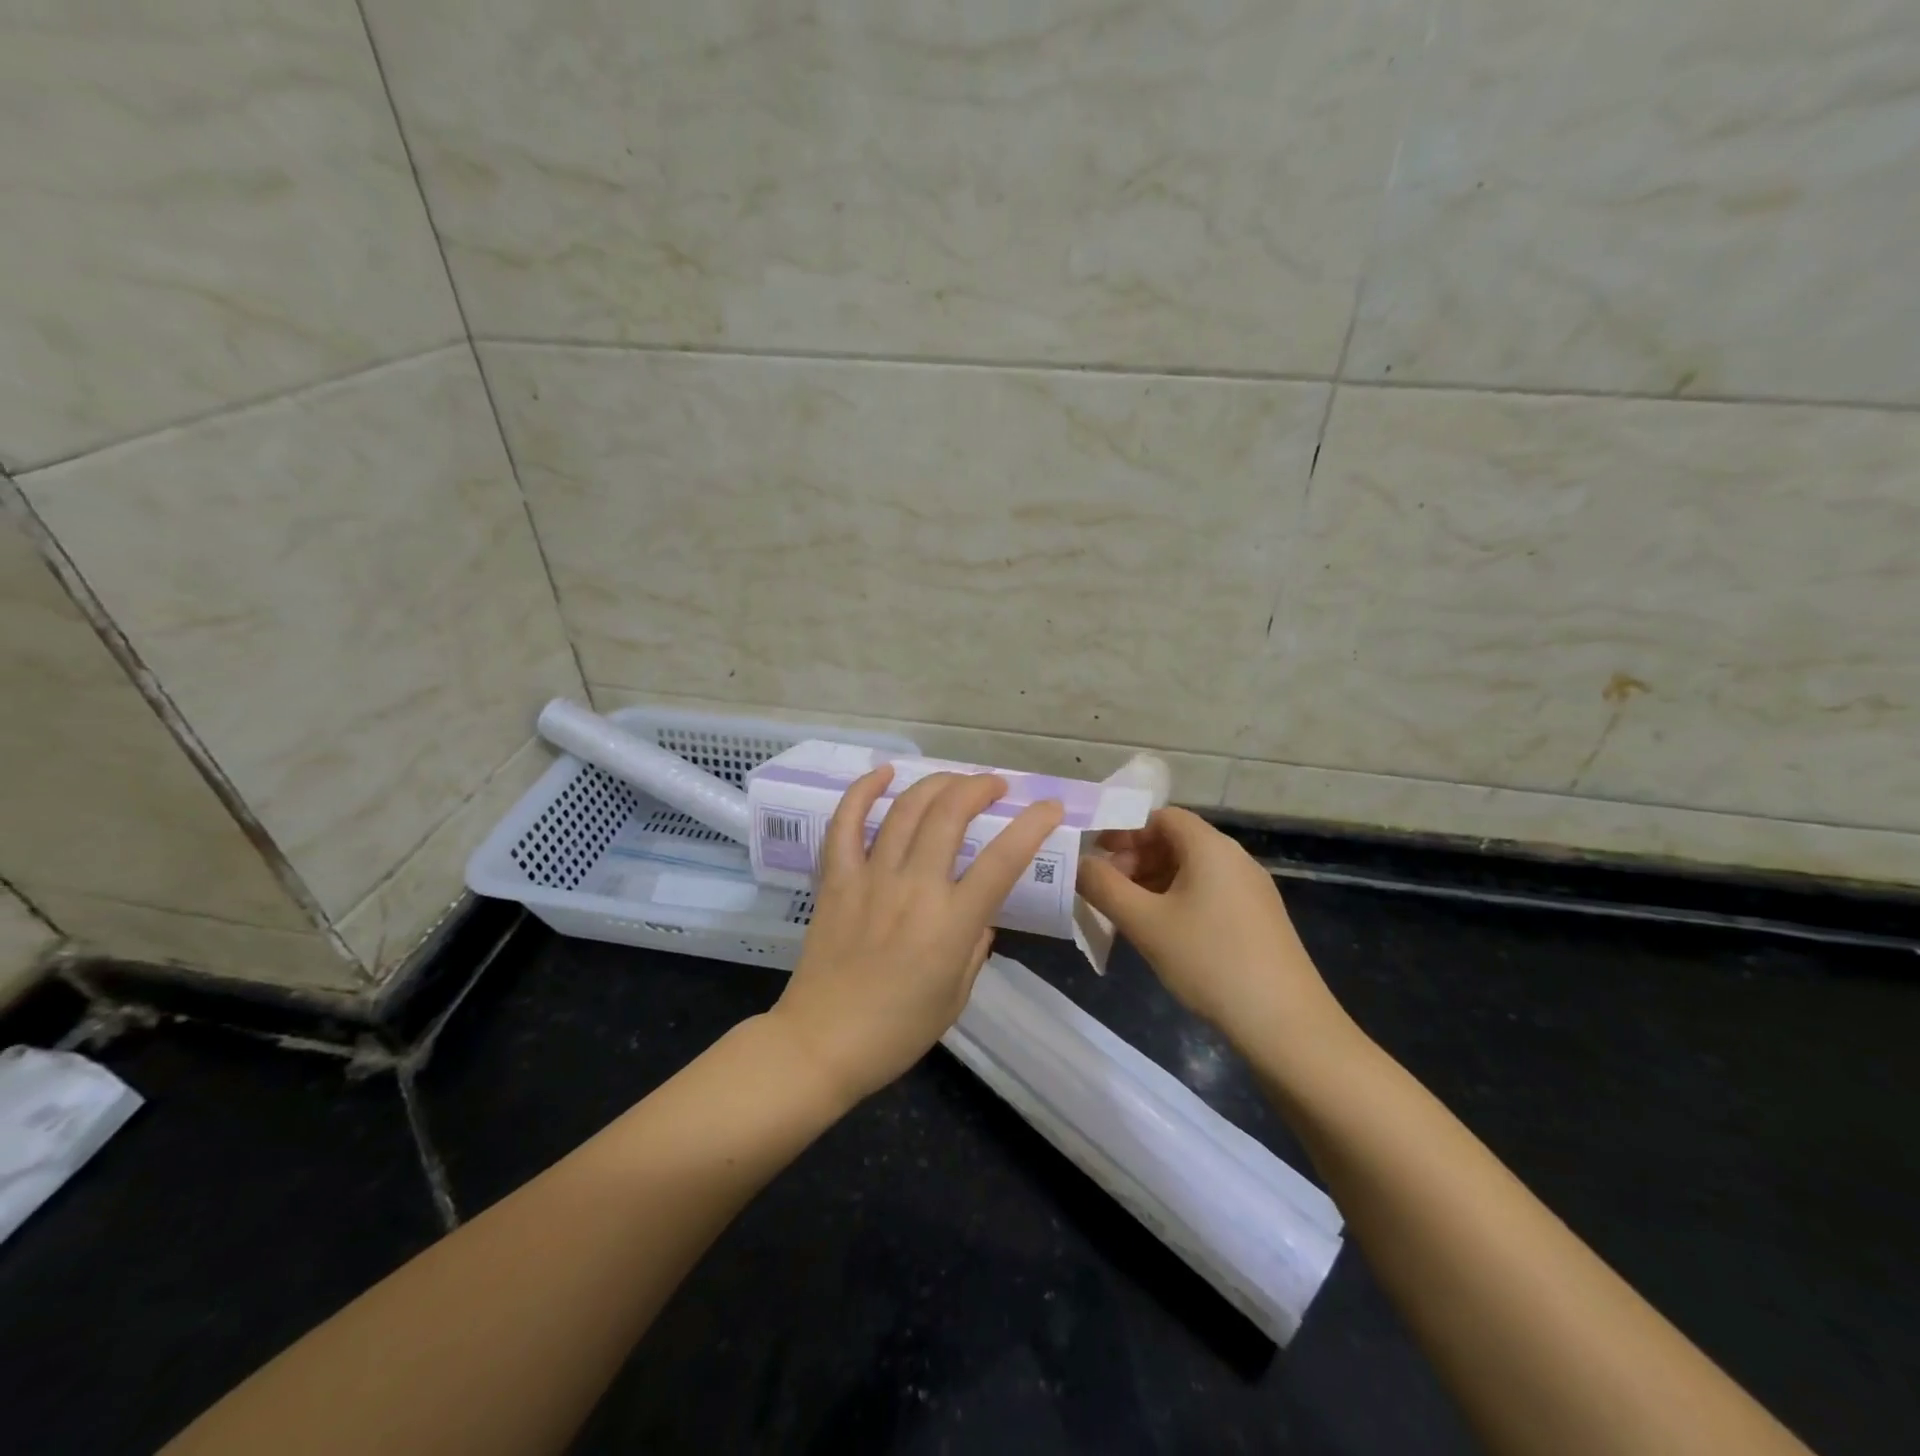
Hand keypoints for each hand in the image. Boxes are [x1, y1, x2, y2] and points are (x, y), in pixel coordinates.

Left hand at [769, 766, 1064, 1106]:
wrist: (822, 1043)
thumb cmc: (897, 1032)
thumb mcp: (956, 996)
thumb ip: (975, 947)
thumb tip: (981, 915)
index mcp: (952, 923)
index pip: (1003, 860)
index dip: (1032, 826)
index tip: (1049, 807)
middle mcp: (914, 888)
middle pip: (950, 815)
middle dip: (979, 788)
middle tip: (994, 787)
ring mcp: (870, 878)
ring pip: (906, 809)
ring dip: (936, 783)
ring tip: (955, 779)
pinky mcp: (836, 879)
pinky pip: (845, 823)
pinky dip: (863, 791)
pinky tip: (884, 773)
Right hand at [1076, 808, 1348, 1054]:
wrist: (1286, 1023)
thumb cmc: (1209, 961)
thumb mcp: (1144, 922)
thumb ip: (1103, 886)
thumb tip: (1079, 863)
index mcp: (1210, 847)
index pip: (1161, 816)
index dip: (1124, 830)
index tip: (1095, 856)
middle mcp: (1234, 858)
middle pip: (1175, 841)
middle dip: (1135, 858)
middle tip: (1105, 890)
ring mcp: (1250, 889)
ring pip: (1191, 870)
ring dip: (1153, 882)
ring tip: (1126, 914)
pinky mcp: (1257, 918)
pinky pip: (1208, 892)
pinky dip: (1177, 900)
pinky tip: (1162, 934)